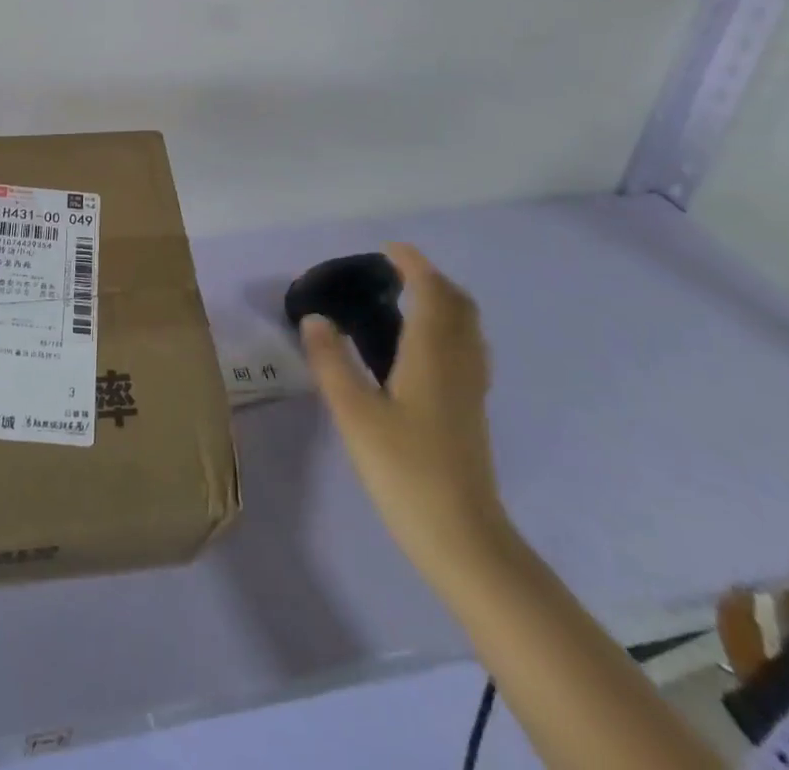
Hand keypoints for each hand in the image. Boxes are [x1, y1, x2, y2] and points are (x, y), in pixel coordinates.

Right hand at [301, 243, 505, 560]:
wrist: (464, 539)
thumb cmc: (405, 471)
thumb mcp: (354, 414)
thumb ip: (331, 362)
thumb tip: (315, 318)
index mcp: (432, 355)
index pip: (431, 292)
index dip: (413, 264)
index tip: (388, 249)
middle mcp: (459, 362)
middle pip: (458, 305)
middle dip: (431, 279)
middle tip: (395, 273)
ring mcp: (471, 388)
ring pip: (467, 328)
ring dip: (443, 302)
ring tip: (407, 302)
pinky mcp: (472, 411)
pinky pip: (467, 349)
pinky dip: (448, 329)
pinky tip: (423, 350)